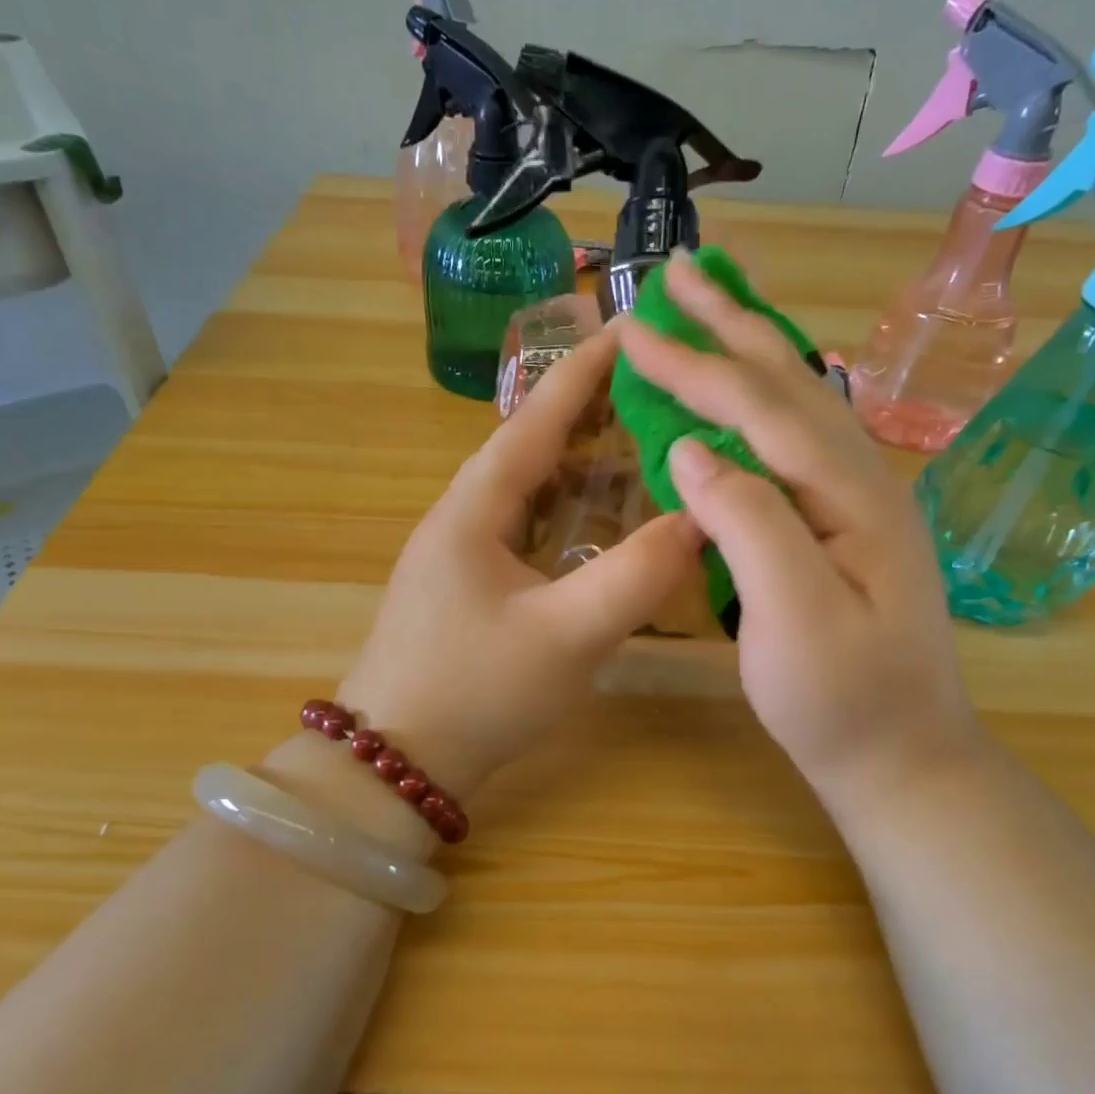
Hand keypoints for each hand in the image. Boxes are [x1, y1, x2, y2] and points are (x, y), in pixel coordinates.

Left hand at [337, 330, 702, 806]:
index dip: (582, 372)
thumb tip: (700, 520)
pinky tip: (598, 522)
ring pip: (528, 488)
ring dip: (577, 461)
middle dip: (588, 411)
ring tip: (635, 441)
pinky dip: (566, 510)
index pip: (535, 418)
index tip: (628, 328)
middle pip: (531, 445)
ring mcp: (460, 553)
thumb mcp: (567, 636)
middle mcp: (462, 516)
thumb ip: (637, 576)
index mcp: (474, 507)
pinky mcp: (467, 586)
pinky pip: (525, 527)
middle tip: (652, 388)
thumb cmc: (475, 691)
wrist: (394, 765)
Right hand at [615, 253, 987, 824]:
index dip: (694, 365)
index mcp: (849, 493)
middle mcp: (862, 478)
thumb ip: (748, 522)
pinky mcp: (846, 523)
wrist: (902, 756)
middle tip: (681, 270)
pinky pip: (800, 437)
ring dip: (751, 347)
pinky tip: (751, 391)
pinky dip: (765, 397)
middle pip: (787, 382)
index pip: (760, 407)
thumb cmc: (842, 700)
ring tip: (714, 305)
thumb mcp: (793, 617)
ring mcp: (859, 499)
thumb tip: (690, 449)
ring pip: (800, 401)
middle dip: (730, 323)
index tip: (634, 328)